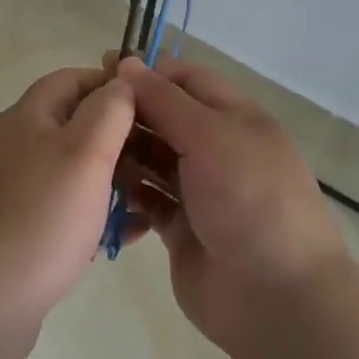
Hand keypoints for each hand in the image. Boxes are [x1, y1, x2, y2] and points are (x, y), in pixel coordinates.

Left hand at [0, 67, 135, 358]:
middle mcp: (15, 145)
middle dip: (119, 138)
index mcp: (27, 117)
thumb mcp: (85, 154)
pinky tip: (125, 236)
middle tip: (160, 160)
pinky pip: (64, 209)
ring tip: (150, 201)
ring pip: (73, 170)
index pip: (74, 78)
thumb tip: (121, 80)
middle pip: (75, 124)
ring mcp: (13, 189)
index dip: (114, 85)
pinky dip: (94, 214)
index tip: (155, 107)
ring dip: (112, 180)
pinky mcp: (16, 228)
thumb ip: (109, 111)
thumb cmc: (40, 221)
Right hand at [115, 55, 358, 355]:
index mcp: (236, 118)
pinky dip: (128, 193)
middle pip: (166, 117)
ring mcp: (200, 190)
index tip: (102, 67)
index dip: (148, 70)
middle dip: (130, 112)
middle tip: (84, 112)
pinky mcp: (182, 227)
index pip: (187, 79)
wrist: (274, 296)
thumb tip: (128, 62)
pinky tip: (100, 189)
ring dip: (124, 152)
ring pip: (153, 158)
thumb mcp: (210, 137)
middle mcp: (218, 149)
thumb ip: (165, 100)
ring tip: (87, 151)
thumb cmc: (248, 199)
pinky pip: (148, 200)